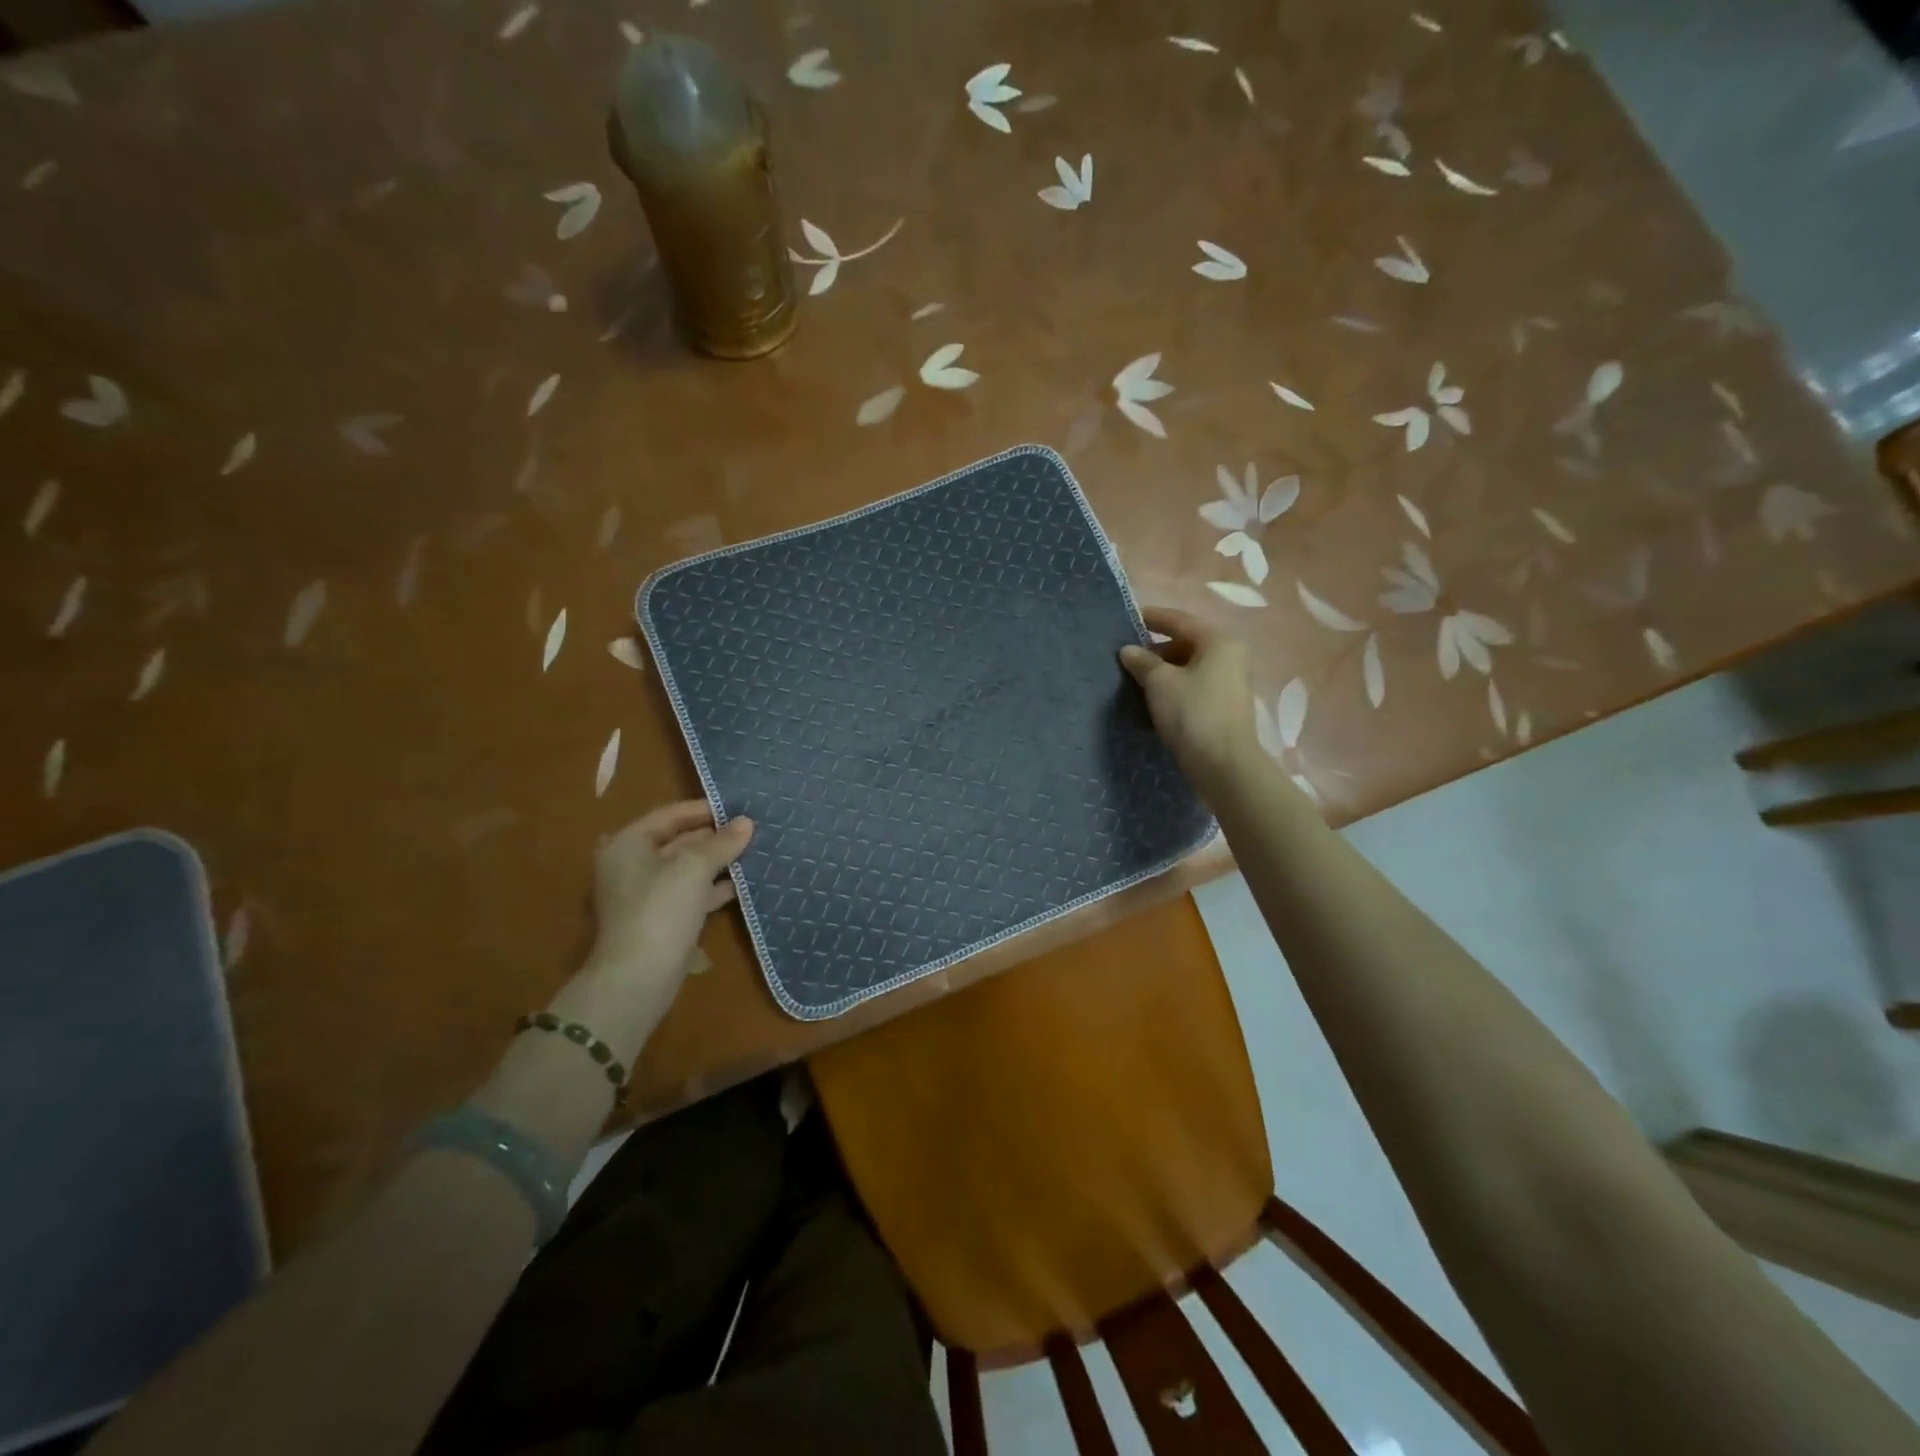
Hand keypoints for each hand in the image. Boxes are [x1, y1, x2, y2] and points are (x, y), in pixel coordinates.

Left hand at [576, 802, 753, 1028]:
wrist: (638, 978)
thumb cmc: (661, 909)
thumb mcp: (695, 867)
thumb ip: (722, 842)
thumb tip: (747, 822)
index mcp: (628, 844)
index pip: (670, 815)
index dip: (704, 809)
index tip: (739, 806)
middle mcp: (632, 865)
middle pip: (678, 841)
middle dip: (714, 836)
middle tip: (751, 828)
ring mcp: (646, 895)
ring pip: (687, 869)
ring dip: (717, 862)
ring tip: (753, 852)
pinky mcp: (661, 920)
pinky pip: (691, 894)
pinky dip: (713, 888)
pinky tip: (741, 884)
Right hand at [1120, 607, 1260, 793]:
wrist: (1224, 765)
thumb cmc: (1192, 714)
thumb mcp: (1160, 683)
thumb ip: (1142, 661)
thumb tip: (1128, 650)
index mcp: (1218, 641)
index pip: (1179, 620)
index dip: (1152, 618)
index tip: (1128, 619)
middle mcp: (1230, 656)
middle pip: (1186, 643)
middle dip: (1155, 650)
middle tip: (1127, 659)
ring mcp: (1231, 682)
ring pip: (1189, 667)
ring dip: (1163, 672)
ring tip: (1135, 682)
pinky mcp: (1225, 705)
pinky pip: (1195, 686)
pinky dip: (1174, 688)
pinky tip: (1153, 701)